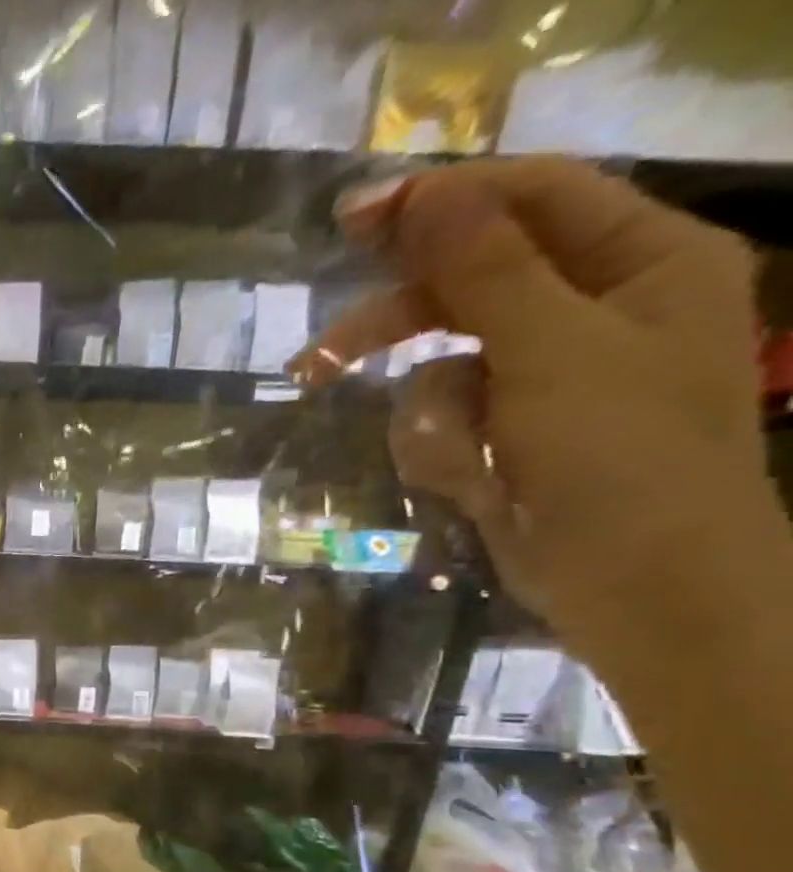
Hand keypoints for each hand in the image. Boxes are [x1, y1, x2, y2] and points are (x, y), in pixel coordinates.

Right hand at [294, 157, 784, 673]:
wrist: (640, 587)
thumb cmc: (620, 459)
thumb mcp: (552, 351)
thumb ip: (485, 268)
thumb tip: (424, 194)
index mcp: (642, 261)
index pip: (532, 198)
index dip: (441, 202)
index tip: (350, 221)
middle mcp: (596, 309)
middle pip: (471, 287)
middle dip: (399, 327)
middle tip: (320, 358)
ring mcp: (548, 379)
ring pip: (443, 368)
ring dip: (434, 416)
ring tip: (461, 460)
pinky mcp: (510, 436)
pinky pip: (445, 421)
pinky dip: (446, 451)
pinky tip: (475, 483)